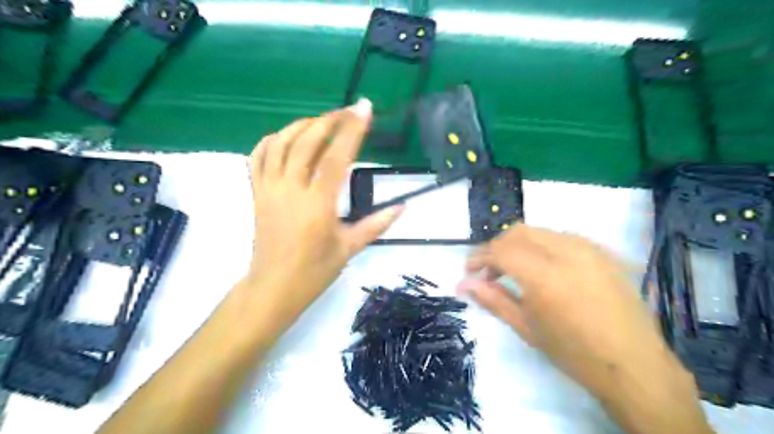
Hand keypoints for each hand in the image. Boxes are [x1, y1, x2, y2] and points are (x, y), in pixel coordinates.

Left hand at [247, 98, 405, 319]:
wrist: (273, 287)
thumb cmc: (314, 272)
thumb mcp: (349, 248)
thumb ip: (377, 224)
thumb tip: (402, 206)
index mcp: (318, 204)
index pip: (337, 157)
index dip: (352, 130)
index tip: (364, 108)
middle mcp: (291, 189)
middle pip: (307, 142)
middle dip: (330, 120)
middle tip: (348, 111)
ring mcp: (269, 189)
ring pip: (281, 143)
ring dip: (302, 125)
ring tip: (322, 121)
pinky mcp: (256, 193)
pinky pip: (258, 157)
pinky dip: (272, 140)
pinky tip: (287, 137)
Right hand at [458, 224, 671, 393]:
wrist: (634, 365)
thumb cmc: (574, 353)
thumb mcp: (526, 327)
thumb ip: (492, 299)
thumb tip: (462, 284)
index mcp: (545, 275)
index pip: (501, 250)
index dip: (479, 257)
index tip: (469, 271)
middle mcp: (567, 251)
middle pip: (518, 232)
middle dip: (497, 247)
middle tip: (489, 272)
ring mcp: (588, 248)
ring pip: (539, 232)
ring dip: (518, 245)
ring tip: (514, 270)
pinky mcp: (601, 251)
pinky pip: (561, 237)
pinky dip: (541, 247)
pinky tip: (542, 269)